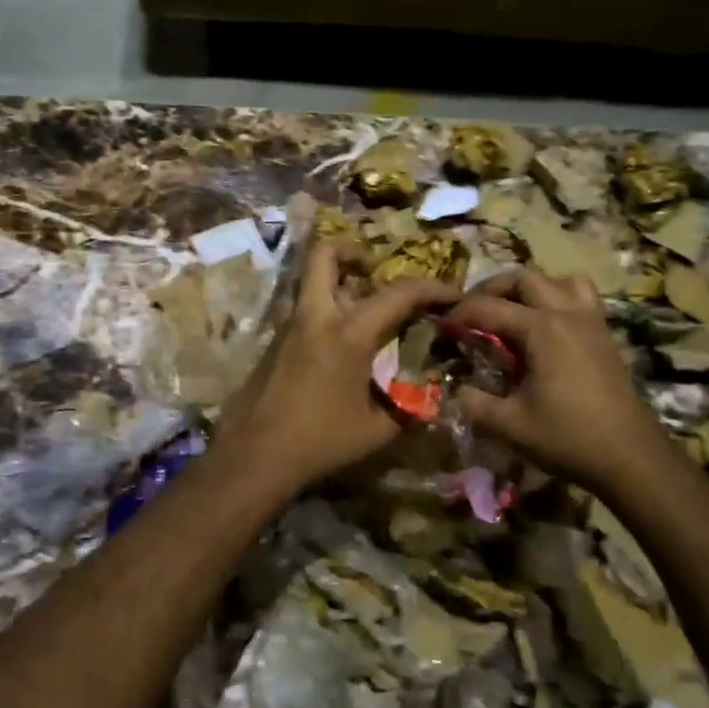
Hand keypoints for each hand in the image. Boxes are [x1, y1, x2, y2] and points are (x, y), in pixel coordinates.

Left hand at [215, 241, 457, 491]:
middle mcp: (316, 316)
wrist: (255, 454)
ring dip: (339, 285)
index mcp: (349, 332)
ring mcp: (289, 325)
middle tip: (376, 275)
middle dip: (355, 253)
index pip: (399, 293)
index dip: (433, 288)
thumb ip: (407, 408)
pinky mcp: (273, 342)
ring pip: (313, 282)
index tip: (453, 294)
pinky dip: (325, 313)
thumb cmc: (321, 440)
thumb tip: (430, 402)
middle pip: (326, 254)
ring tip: (364, 314)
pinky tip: (339, 349)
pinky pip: (304, 310)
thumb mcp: (376, 430)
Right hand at [445, 267, 659, 490]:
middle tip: (471, 312)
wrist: (632, 458)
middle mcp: (567, 313)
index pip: (488, 307)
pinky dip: (558, 299)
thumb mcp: (510, 425)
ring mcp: (591, 321)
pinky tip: (545, 328)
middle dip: (491, 289)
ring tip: (512, 311)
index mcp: (542, 329)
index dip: (459, 313)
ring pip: (558, 280)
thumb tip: (453, 389)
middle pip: (523, 278)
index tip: (440, 325)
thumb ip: (473, 403)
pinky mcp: (605, 335)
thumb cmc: (569, 439)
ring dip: (530, 288)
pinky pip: (580, 297)